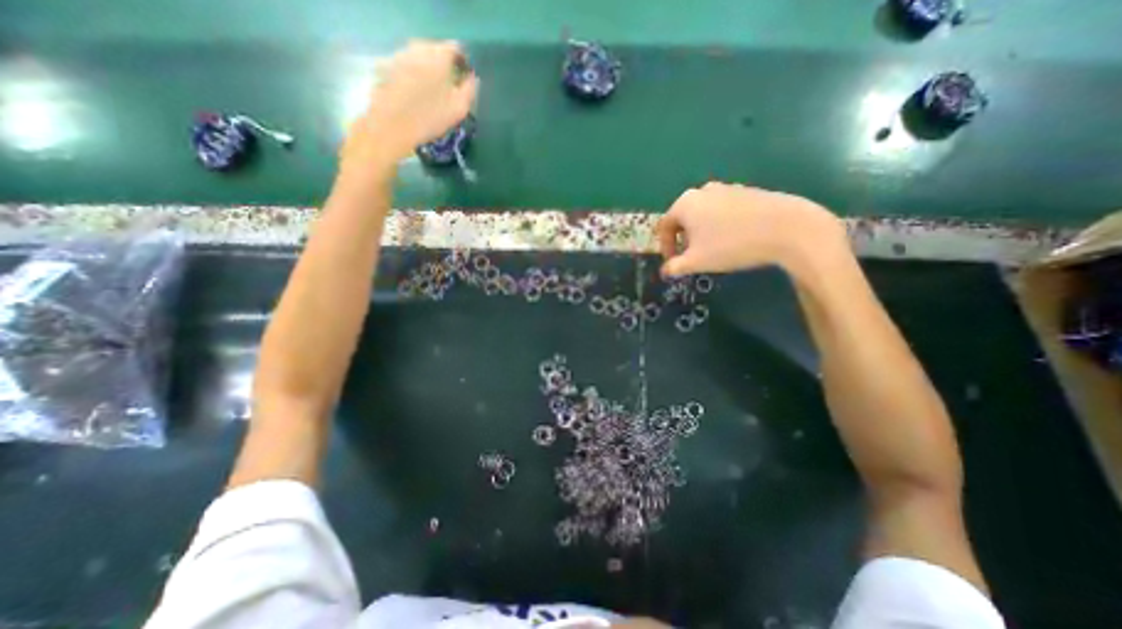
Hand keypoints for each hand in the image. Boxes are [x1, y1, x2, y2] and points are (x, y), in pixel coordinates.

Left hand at [344, 39, 478, 169]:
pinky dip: (415, 75)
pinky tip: (416, 94)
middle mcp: (418, 48)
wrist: (392, 125)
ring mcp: (401, 54)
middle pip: (437, 50)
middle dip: (445, 65)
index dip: (463, 62)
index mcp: (439, 56)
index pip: (456, 48)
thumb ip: (470, 89)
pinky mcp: (388, 65)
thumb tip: (472, 77)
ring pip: (421, 57)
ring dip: (429, 69)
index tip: (465, 78)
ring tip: (432, 92)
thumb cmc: (430, 118)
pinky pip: (408, 65)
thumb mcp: (459, 108)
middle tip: (450, 87)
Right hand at [654, 182, 846, 276]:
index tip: (674, 263)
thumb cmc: (730, 245)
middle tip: (692, 257)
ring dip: (702, 232)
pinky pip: (724, 210)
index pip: (664, 226)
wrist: (787, 228)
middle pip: (684, 218)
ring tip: (713, 250)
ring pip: (704, 213)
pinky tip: (734, 239)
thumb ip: (675, 267)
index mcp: (685, 203)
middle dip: (683, 239)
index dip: (665, 247)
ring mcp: (727, 188)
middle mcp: (702, 191)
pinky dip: (720, 225)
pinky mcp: (747, 191)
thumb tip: (665, 271)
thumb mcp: (697, 261)